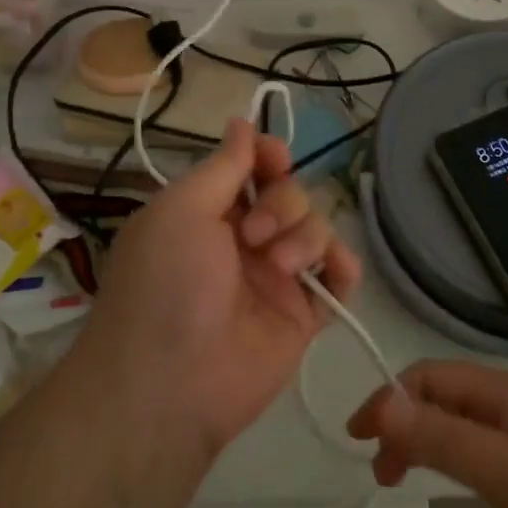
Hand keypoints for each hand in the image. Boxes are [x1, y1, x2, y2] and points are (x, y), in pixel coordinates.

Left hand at [79, 118, 360, 457]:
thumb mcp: (182, 209)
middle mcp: (244, 240)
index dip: (268, 156)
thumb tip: (241, 122)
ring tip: (278, 267)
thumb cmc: (165, 283)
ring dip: (305, 236)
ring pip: (316, 228)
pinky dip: (342, 265)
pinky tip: (330, 272)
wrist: (169, 385)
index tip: (274, 159)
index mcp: (210, 212)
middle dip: (282, 203)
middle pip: (291, 194)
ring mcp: (275, 278)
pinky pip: (339, 276)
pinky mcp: (302, 314)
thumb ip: (223, 166)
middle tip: (253, 235)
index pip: (253, 169)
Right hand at [347, 360, 507, 507]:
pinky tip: (433, 478)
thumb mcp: (506, 472)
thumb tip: (380, 406)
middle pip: (439, 396)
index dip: (391, 398)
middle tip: (376, 468)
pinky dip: (439, 456)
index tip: (359, 436)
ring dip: (416, 439)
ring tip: (392, 476)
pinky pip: (468, 447)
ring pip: (451, 422)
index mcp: (505, 391)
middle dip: (400, 420)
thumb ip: (444, 438)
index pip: (432, 376)